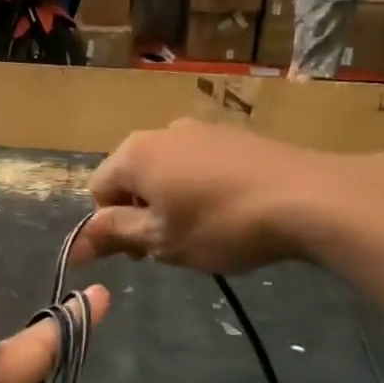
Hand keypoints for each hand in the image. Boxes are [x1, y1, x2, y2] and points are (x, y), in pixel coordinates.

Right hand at [73, 119, 328, 272]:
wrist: (308, 197)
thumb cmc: (221, 224)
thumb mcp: (162, 240)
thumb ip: (114, 236)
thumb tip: (75, 247)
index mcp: (135, 153)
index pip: (99, 189)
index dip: (112, 226)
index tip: (143, 254)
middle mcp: (163, 131)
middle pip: (133, 176)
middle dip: (142, 212)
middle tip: (172, 246)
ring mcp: (203, 128)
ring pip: (169, 169)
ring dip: (173, 200)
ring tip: (206, 231)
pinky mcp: (236, 135)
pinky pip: (201, 163)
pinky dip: (203, 187)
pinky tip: (232, 211)